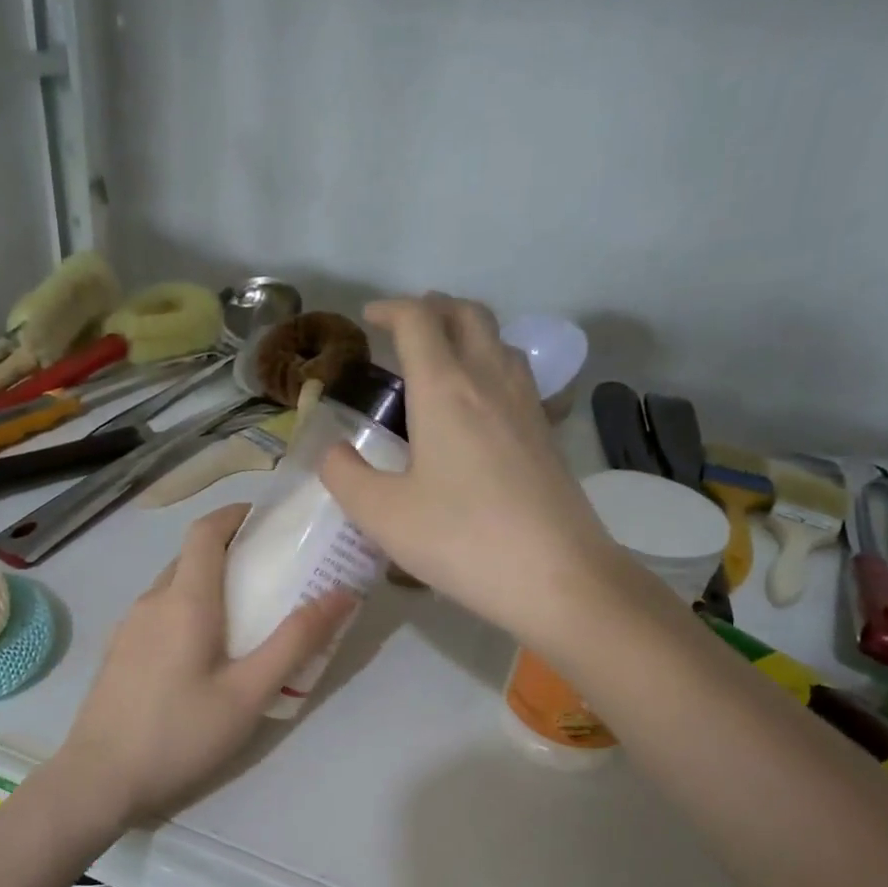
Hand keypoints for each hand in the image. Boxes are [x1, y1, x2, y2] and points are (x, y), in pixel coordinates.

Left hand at [56, 505, 353, 823]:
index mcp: (185, 600)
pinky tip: (203, 653)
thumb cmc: (180, 733)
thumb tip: (342, 593)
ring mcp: (128, 627)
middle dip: (229, 551)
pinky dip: (186, 610)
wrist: (98, 779)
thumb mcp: (249, 693)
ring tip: (243, 615)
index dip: (235, 515)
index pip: (205, 531)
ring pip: (172, 586)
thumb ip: (296, 641)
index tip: (267, 520)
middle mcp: (151, 601)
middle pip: (190, 557)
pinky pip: (158, 613)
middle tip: (270, 573)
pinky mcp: (118, 653)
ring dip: (207, 583)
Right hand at [319, 294, 627, 650]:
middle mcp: (490, 382)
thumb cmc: (461, 540)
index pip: (418, 320)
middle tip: (405, 329)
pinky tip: (480, 408)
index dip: (390, 309)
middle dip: (433, 309)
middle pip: (467, 315)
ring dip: (467, 334)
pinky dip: (491, 369)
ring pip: (499, 342)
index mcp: (445, 390)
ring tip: (441, 362)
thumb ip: (345, 476)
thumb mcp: (383, 515)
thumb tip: (332, 451)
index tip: (369, 320)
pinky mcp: (547, 435)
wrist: (555, 577)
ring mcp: (527, 406)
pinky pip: (518, 377)